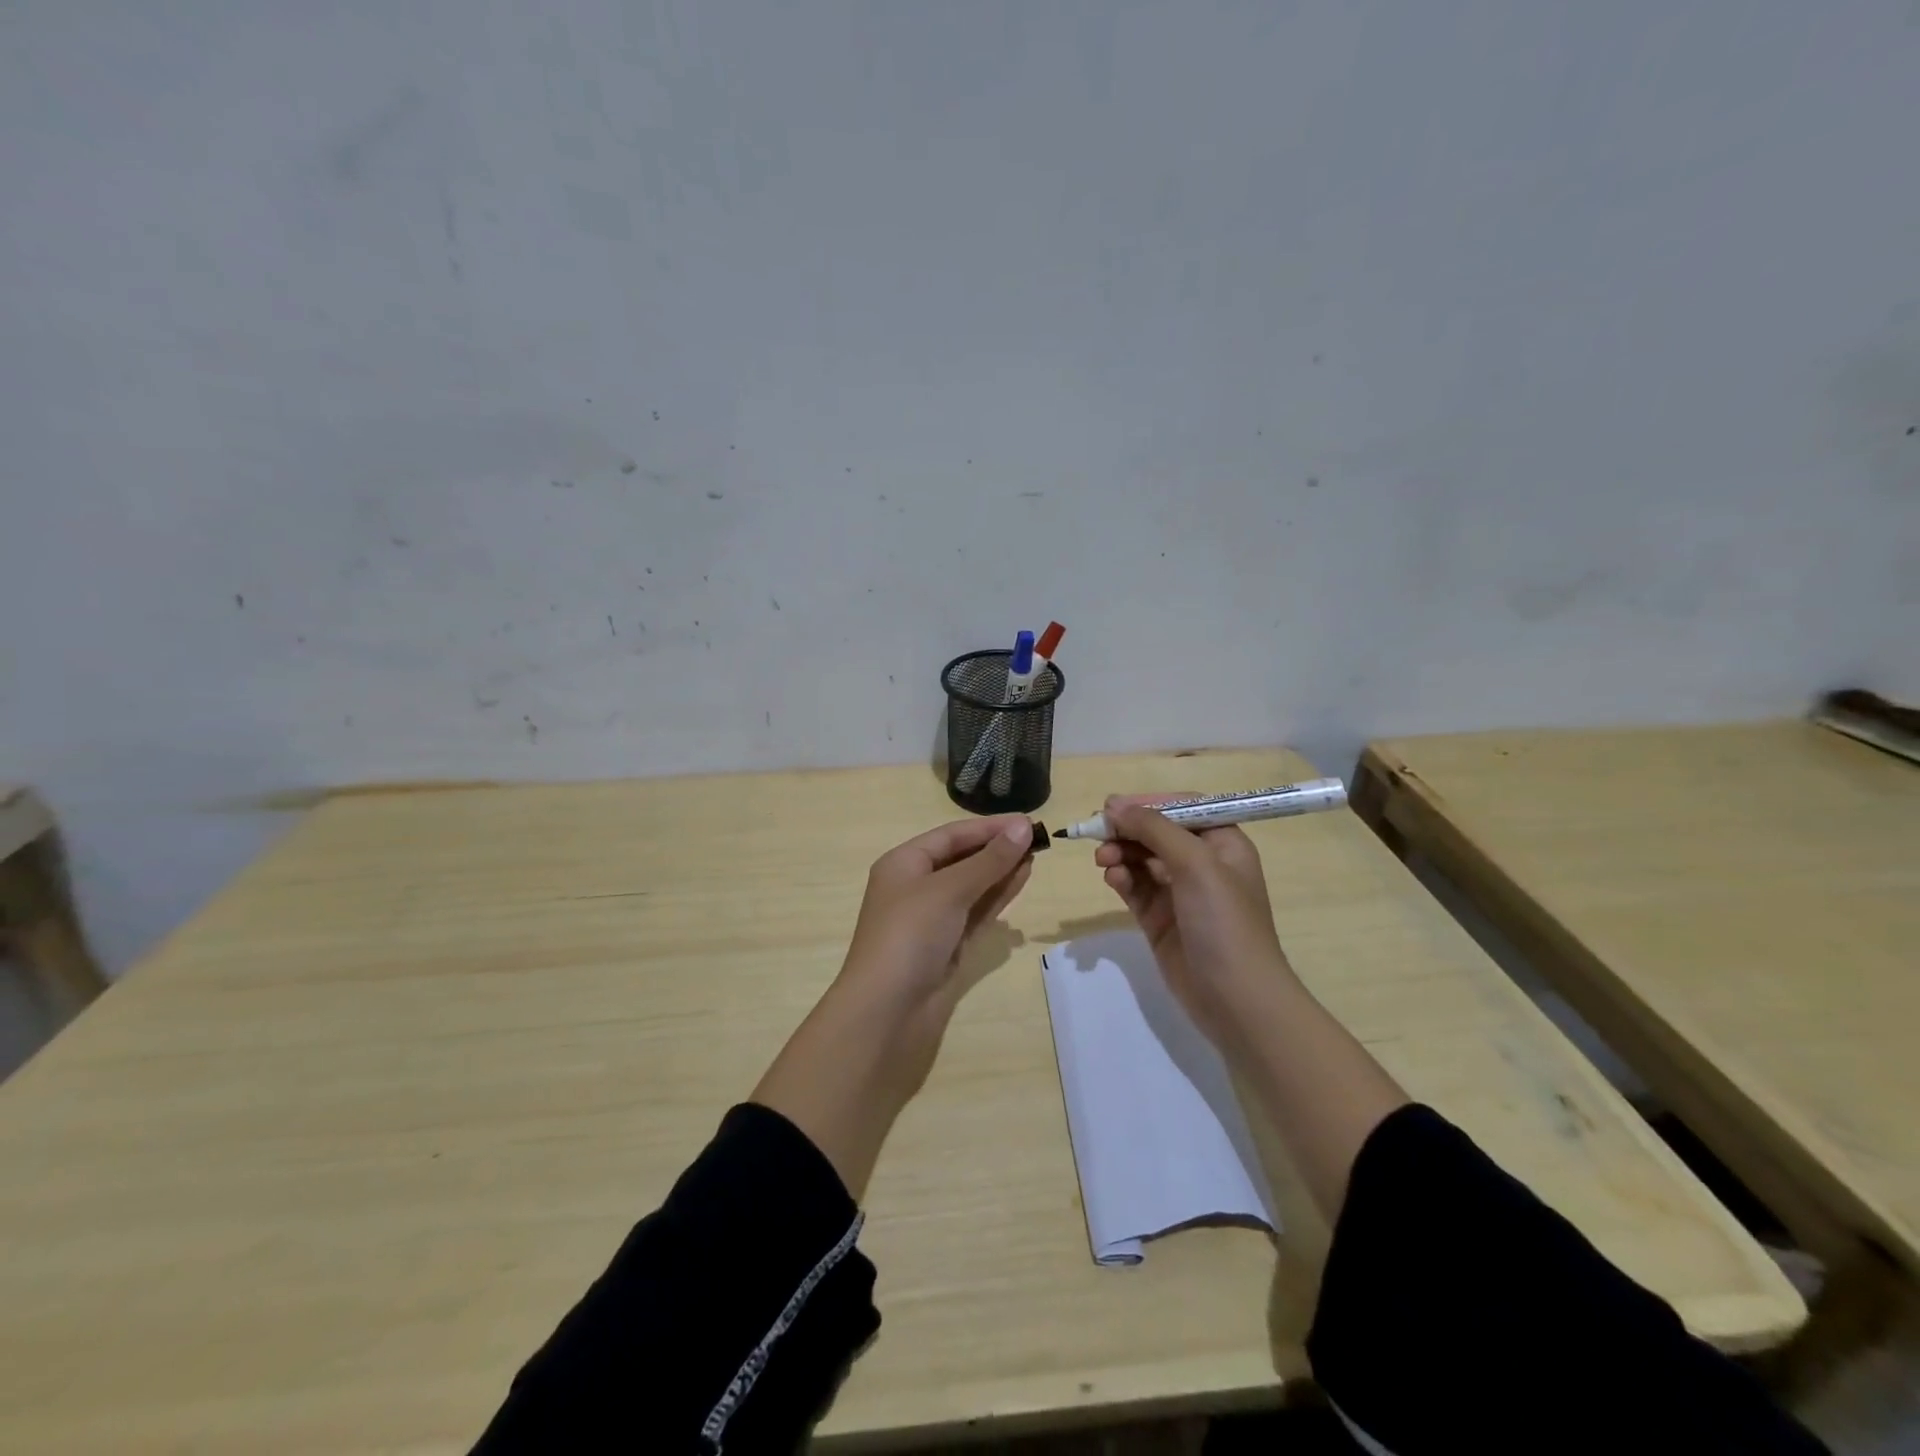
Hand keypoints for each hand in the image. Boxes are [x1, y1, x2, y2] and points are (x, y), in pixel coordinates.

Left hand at [753, 814, 1035, 1197]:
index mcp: (904, 864)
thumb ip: (989, 860)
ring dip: (1001, 871)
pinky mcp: (946, 947)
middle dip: (997, 849)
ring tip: (1035, 856)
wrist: (886, 1012)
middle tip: (1037, 839)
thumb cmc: (909, 936)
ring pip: (972, 886)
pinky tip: (1020, 882)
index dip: (989, 828)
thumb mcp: (949, 889)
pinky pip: (975, 913)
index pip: (951, 835)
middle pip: (962, 859)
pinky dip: (997, 898)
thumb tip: (1022, 827)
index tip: (1027, 821)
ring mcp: (931, 920)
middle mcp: (915, 887)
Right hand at [1094, 797, 1292, 1041]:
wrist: (1236, 1000)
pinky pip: (1135, 888)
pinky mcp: (1160, 920)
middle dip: (1128, 830)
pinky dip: (1121, 879)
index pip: (1182, 808)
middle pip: (1157, 833)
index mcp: (1223, 844)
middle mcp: (1203, 864)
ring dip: (1120, 853)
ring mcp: (1180, 894)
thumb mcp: (1196, 864)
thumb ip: (1154, 829)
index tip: (1113, 806)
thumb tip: (1115, 806)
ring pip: (1141, 859)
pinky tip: (1112, 878)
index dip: (1148, 803)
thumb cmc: (1224, 922)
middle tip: (1097, 831)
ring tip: (1103, 860)